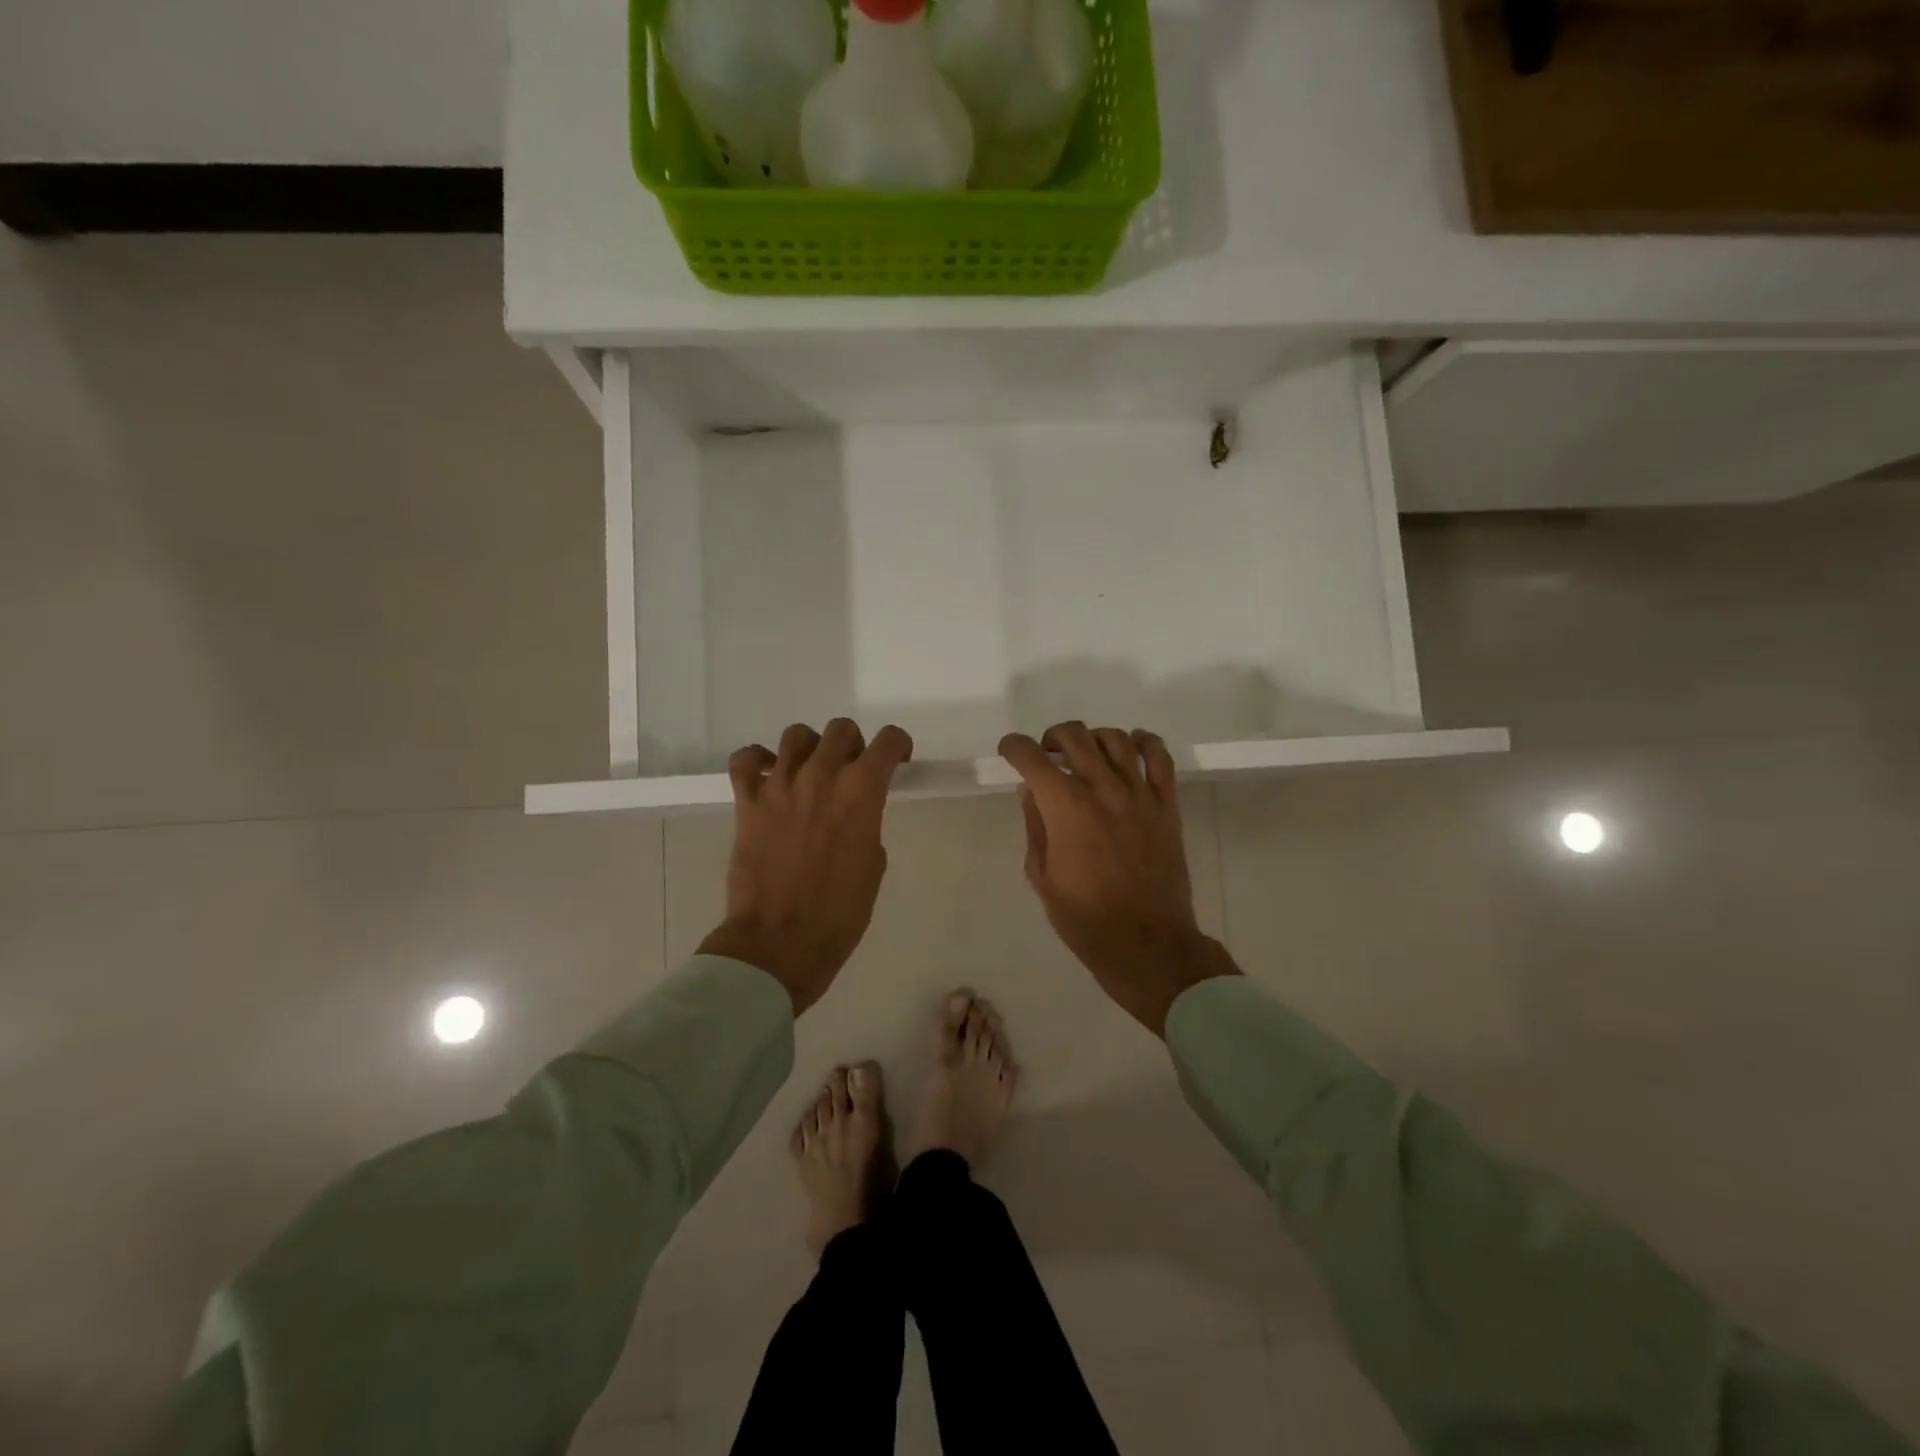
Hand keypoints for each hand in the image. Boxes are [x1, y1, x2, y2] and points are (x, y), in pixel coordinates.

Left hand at [699, 720, 913, 1014]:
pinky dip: (757, 760)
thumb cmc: (840, 913)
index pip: (888, 742)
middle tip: (852, 770)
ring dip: (810, 748)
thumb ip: (866, 825)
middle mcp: (822, 777)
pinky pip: (745, 760)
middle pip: (841, 730)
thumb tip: (853, 815)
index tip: (898, 760)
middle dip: (853, 745)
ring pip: (796, 735)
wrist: (781, 942)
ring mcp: (780, 787)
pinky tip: (767, 774)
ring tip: (810, 771)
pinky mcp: (748, 803)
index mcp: (862, 792)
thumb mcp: (873, 865)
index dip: (898, 746)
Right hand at [999, 722, 1239, 1035]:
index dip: (1014, 747)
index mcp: (1065, 808)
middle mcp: (1102, 789)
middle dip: (1051, 737)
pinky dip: (1144, 742)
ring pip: (1115, 739)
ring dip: (1092, 738)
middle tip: (1046, 755)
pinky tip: (1131, 747)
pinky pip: (1160, 758)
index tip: (1009, 752)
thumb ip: (1035, 826)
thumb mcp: (1042, 876)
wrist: (1147, 943)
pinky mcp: (1167, 805)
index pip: (1032, 758)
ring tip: (1085, 754)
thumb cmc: (1085, 918)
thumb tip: (1030, 791)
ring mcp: (1139, 794)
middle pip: (1074, 737)